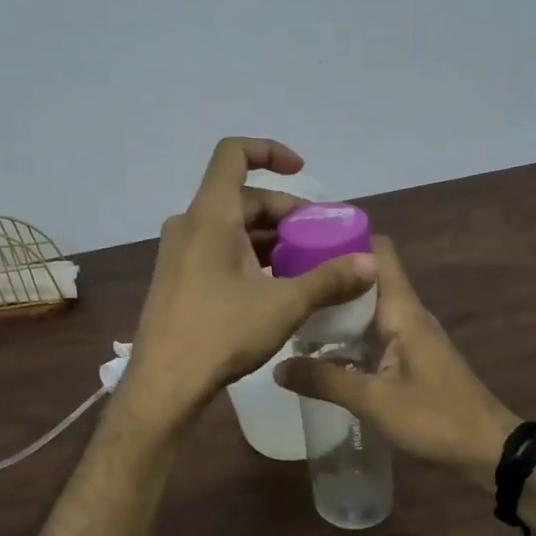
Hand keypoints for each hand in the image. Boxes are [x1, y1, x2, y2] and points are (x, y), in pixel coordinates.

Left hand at [122, 138, 376, 429]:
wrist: (164, 384)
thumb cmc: (221, 334)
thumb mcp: (284, 305)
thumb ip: (329, 280)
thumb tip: (371, 263)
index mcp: (210, 215)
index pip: (233, 154)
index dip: (270, 151)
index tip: (302, 170)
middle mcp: (189, 224)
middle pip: (242, 198)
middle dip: (285, 212)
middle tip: (320, 239)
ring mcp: (179, 252)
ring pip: (231, 227)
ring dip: (269, 238)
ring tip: (305, 264)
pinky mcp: (177, 277)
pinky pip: (217, 249)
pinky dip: (248, 255)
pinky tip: (274, 285)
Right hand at [277, 236, 518, 490]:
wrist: (490, 452)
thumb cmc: (436, 418)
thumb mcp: (374, 401)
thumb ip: (325, 381)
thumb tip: (278, 365)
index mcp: (403, 310)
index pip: (378, 252)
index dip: (344, 239)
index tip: (303, 242)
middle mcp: (407, 314)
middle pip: (366, 278)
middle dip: (329, 277)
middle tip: (284, 283)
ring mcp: (410, 337)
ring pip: (367, 308)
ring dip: (335, 308)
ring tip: (292, 313)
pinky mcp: (410, 359)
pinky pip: (372, 334)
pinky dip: (347, 335)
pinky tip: (319, 352)